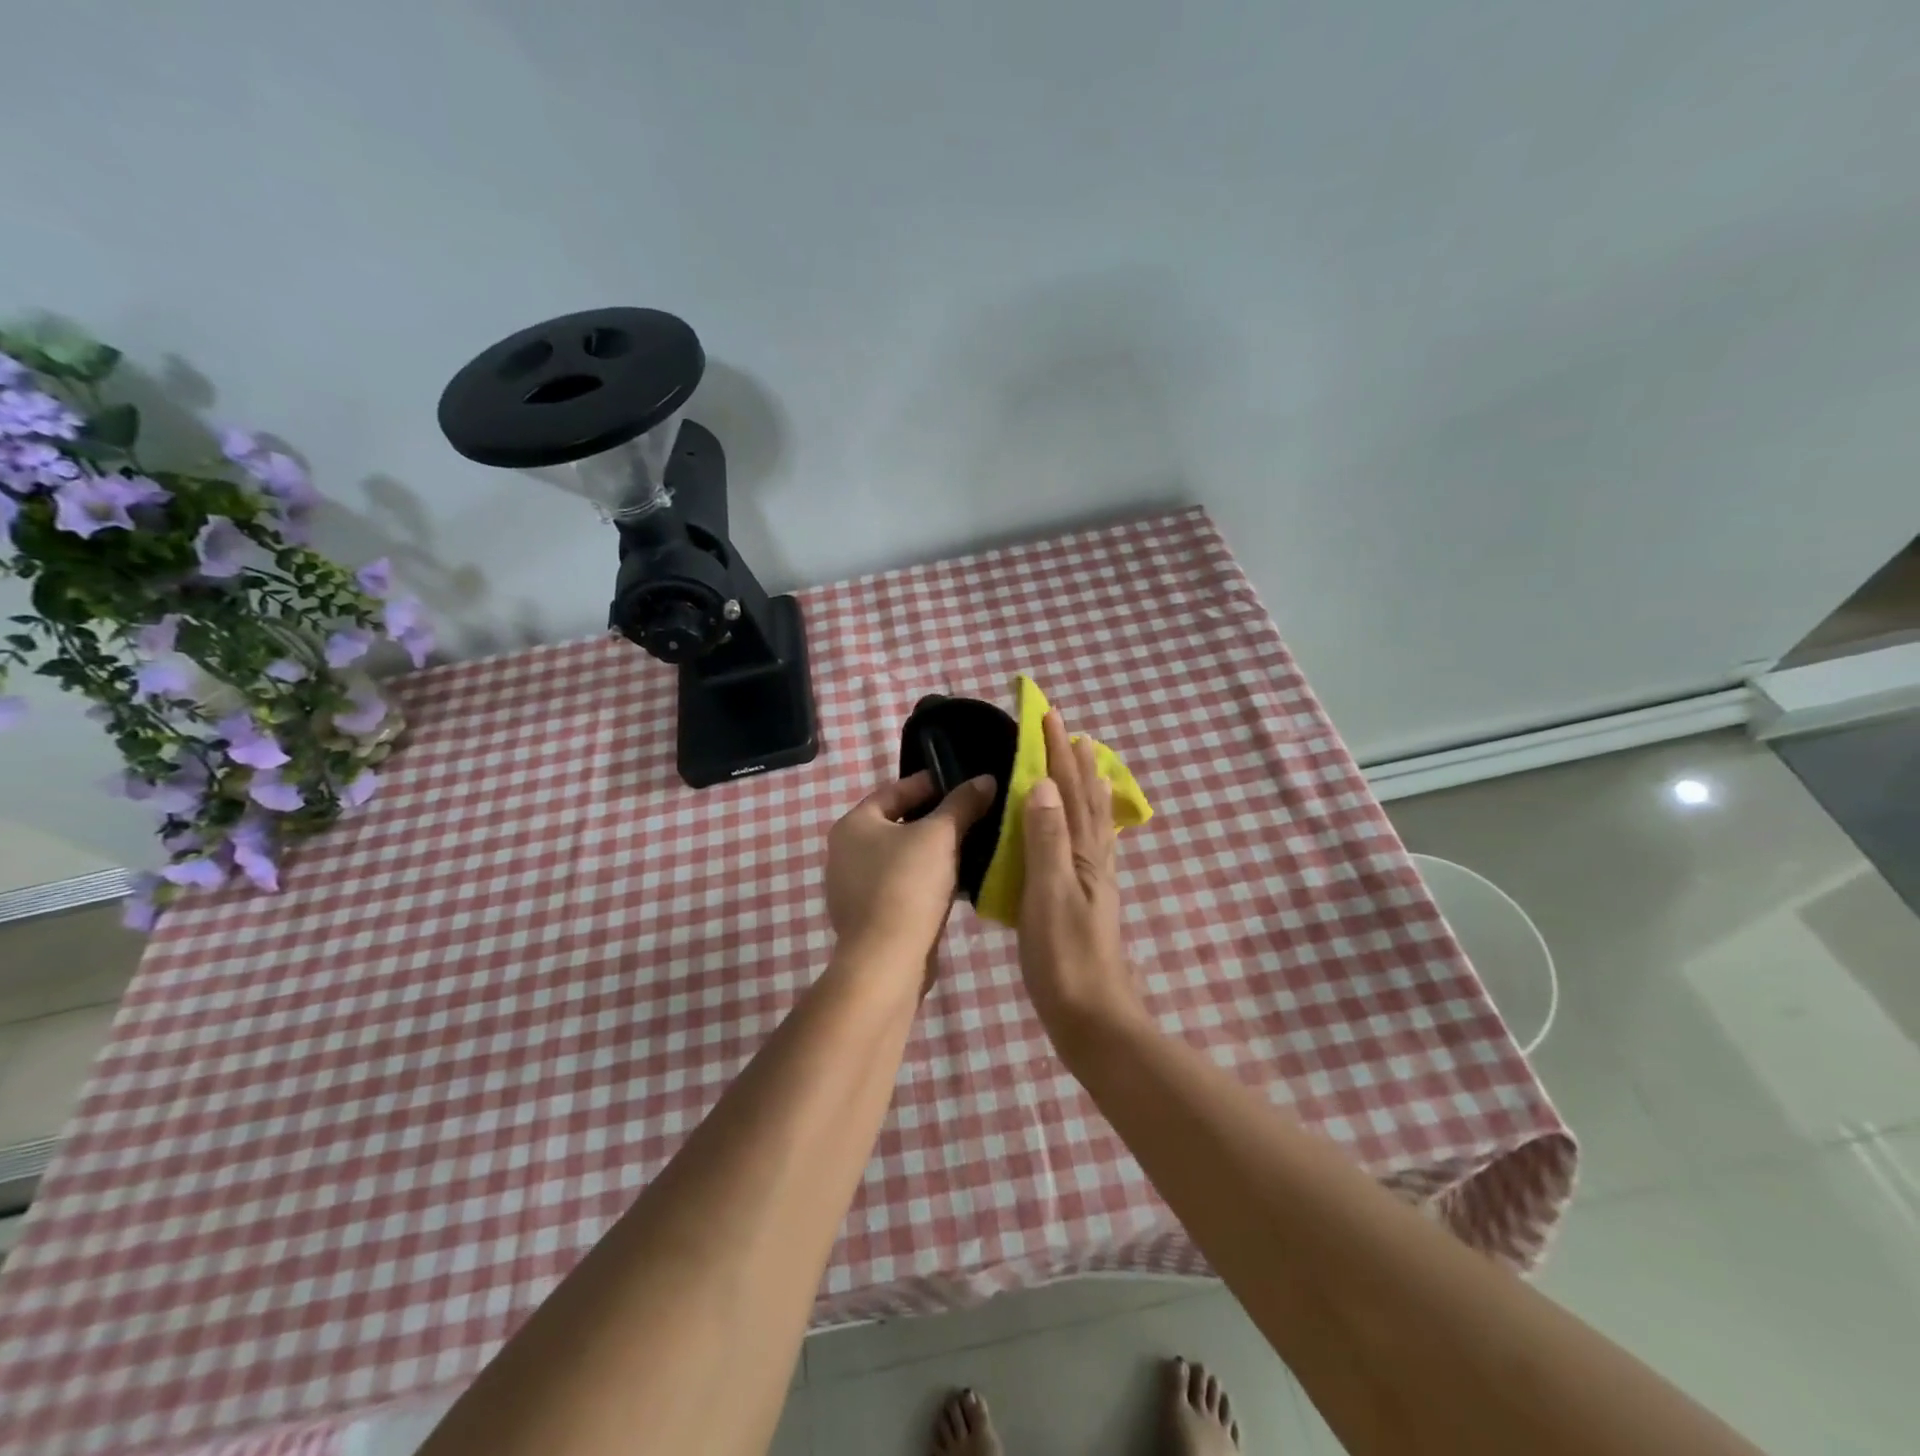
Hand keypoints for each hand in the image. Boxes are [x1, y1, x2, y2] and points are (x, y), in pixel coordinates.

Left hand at [826, 770, 997, 977]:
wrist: (888, 959)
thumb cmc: (908, 884)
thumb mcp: (941, 835)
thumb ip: (963, 803)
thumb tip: (986, 779)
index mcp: (853, 824)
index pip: (895, 790)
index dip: (931, 783)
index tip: (963, 784)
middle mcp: (845, 852)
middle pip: (898, 824)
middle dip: (935, 820)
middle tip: (971, 815)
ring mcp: (853, 888)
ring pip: (901, 858)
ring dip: (932, 853)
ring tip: (970, 847)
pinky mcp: (869, 917)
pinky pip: (901, 887)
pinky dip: (925, 881)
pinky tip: (955, 884)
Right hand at [1018, 711, 1144, 1038]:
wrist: (1093, 1018)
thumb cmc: (1063, 958)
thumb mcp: (1048, 896)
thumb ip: (1046, 840)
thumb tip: (1044, 783)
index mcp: (1080, 854)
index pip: (1068, 791)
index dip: (1058, 754)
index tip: (1051, 717)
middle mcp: (1092, 860)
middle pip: (1086, 799)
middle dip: (1075, 761)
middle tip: (1068, 728)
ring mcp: (1094, 881)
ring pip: (1091, 820)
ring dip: (1086, 785)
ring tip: (1085, 761)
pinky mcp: (1087, 900)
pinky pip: (1089, 845)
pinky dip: (1088, 822)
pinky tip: (1084, 829)